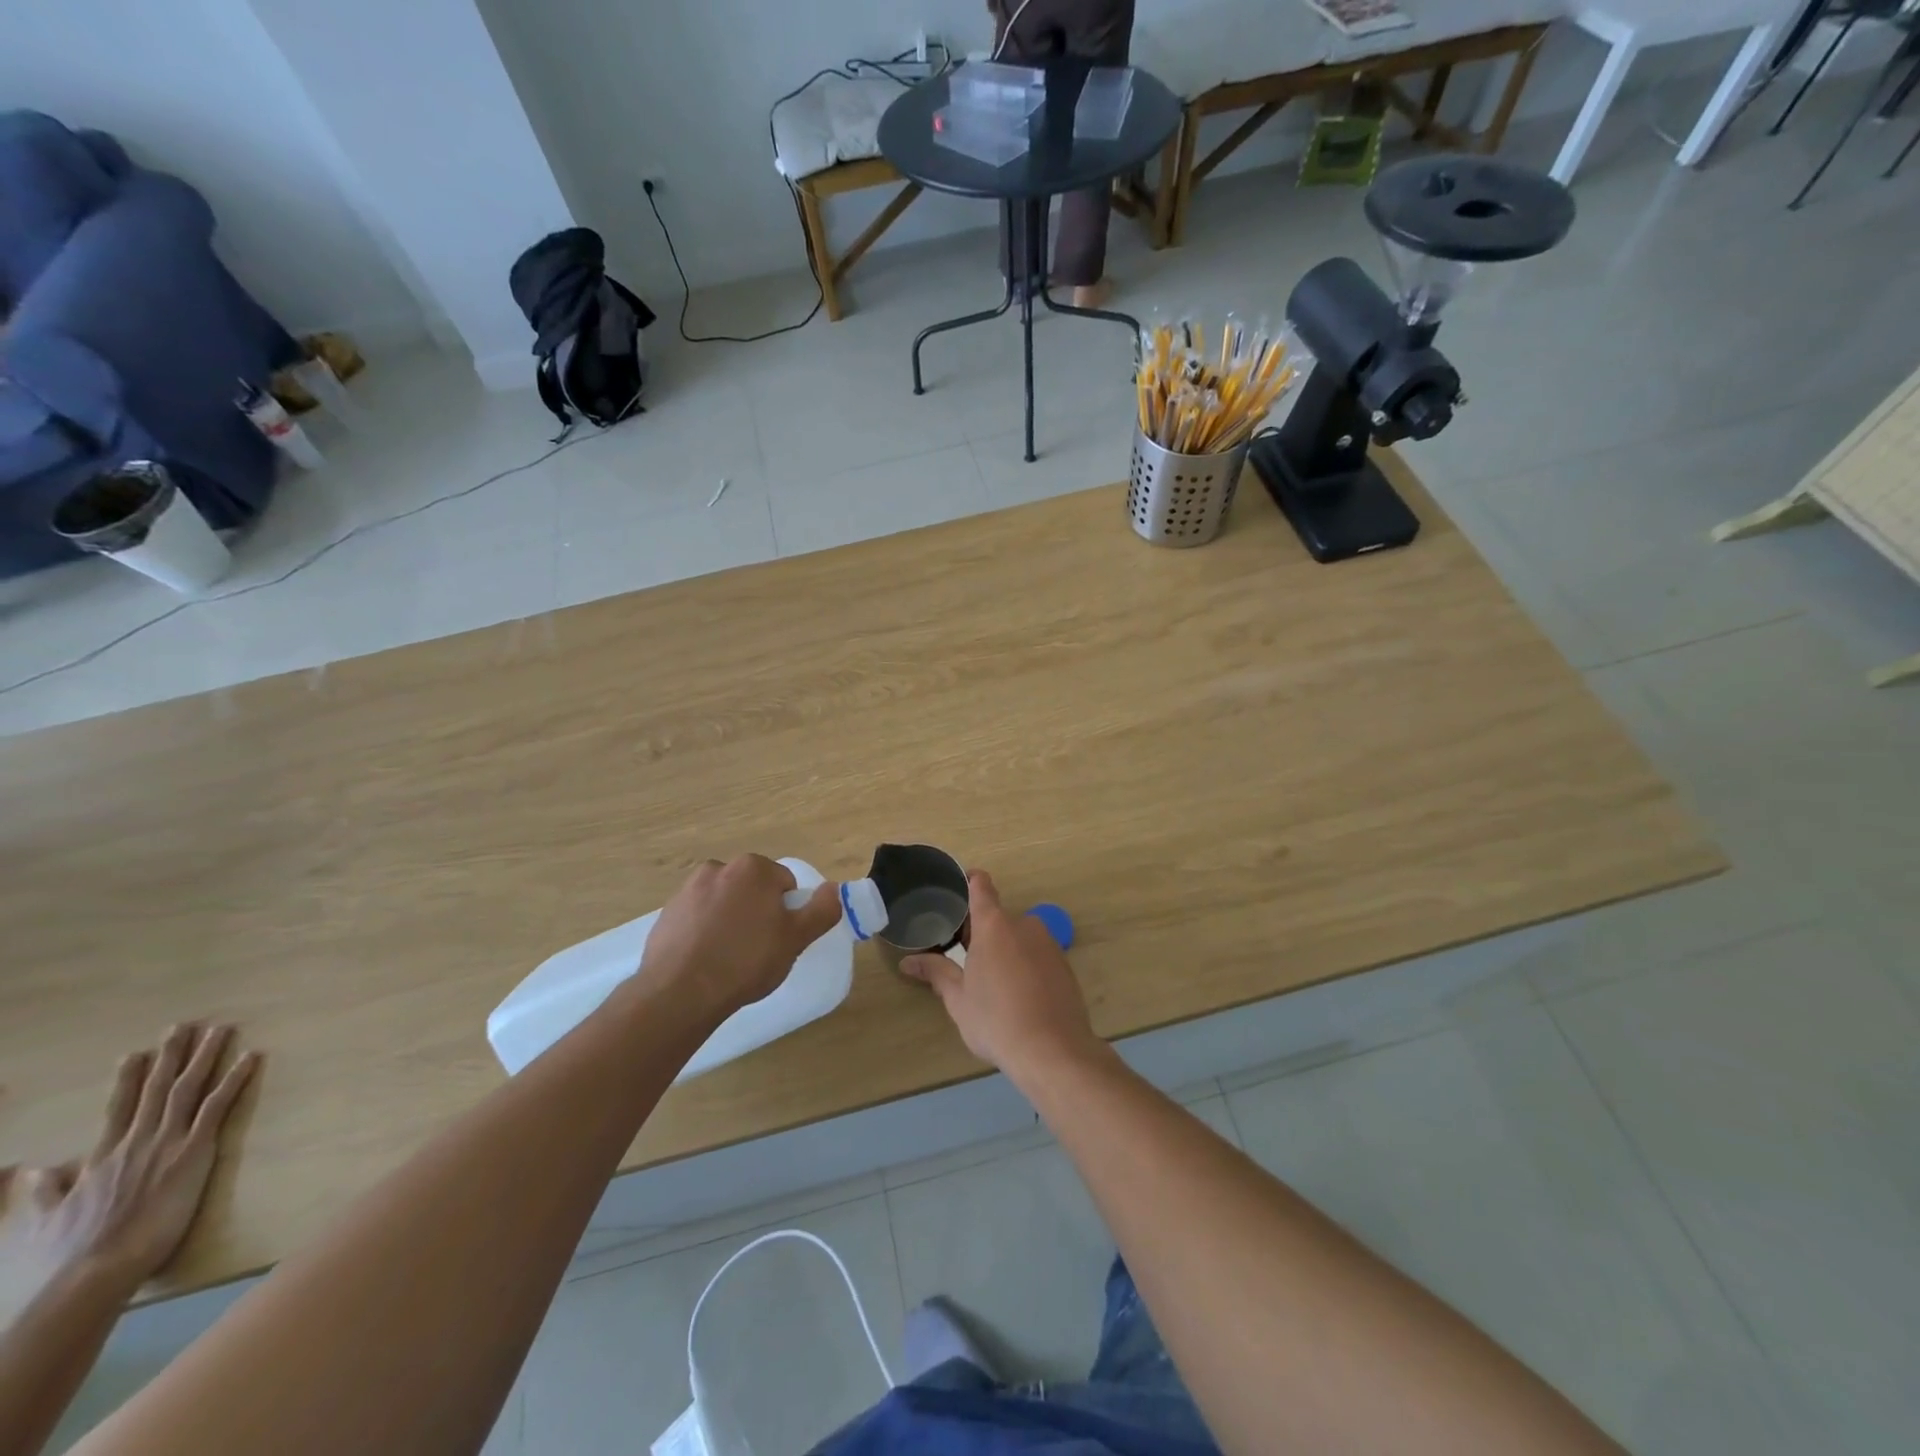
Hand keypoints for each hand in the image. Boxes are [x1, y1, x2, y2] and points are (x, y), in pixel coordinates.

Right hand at [0, 1025, 259, 1304]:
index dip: (129, 1080)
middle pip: (157, 1089)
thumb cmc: (72, 1253)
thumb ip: (45, 1192)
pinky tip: (252, 1056)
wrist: (93, 1270)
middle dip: (172, 1055)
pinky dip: (235, 1078)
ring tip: (220, 1029)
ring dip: (206, 1056)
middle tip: (184, 1025)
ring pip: (189, 1088)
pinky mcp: (195, 1149)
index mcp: (103, 1157)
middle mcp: (137, 1142)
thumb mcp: (46, 1219)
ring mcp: (167, 1142)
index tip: (135, 1053)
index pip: (119, 1108)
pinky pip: (219, 1105)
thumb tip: (35, 1169)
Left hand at [637, 856, 842, 1021]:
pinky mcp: (667, 913)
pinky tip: (705, 961)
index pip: (784, 884)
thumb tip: (834, 889)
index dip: (787, 912)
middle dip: (758, 913)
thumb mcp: (796, 939)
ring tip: (729, 959)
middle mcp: (719, 868)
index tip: (780, 939)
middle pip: (752, 889)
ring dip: (730, 921)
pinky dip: (704, 932)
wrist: (678, 993)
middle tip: (758, 950)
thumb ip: (821, 910)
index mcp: (753, 868)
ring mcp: (688, 890)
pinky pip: (697, 918)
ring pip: (724, 903)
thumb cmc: (746, 962)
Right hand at [902, 871, 1101, 1080]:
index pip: (980, 885)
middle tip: (962, 956)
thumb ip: (936, 972)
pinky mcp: (1064, 964)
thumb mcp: (958, 999)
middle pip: (997, 916)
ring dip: (1003, 949)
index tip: (953, 890)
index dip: (967, 881)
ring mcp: (1048, 943)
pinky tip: (1017, 994)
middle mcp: (1024, 924)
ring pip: (1017, 937)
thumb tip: (907, 961)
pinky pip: (1036, 954)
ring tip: (989, 981)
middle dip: (980, 932)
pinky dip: (1024, 964)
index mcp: (994, 925)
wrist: (1054, 1051)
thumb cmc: (996, 1020)